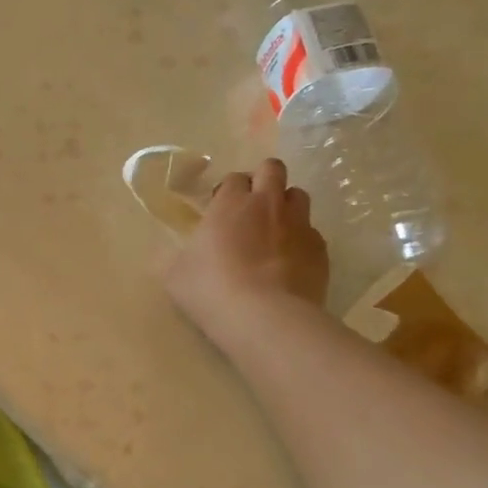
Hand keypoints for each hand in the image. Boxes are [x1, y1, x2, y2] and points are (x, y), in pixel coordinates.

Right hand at [165, 158, 328, 342]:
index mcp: (230, 204)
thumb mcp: (173, 275)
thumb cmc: (211, 290)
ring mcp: (299, 224)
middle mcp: (268, 204)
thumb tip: (166, 254)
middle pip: (272, 169)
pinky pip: (312, 233)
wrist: (265, 317)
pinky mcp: (320, 249)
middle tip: (251, 207)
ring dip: (285, 206)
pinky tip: (289, 263)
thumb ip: (171, 257)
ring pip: (298, 195)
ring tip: (273, 231)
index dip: (227, 191)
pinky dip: (300, 241)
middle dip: (263, 179)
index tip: (219, 210)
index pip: (233, 178)